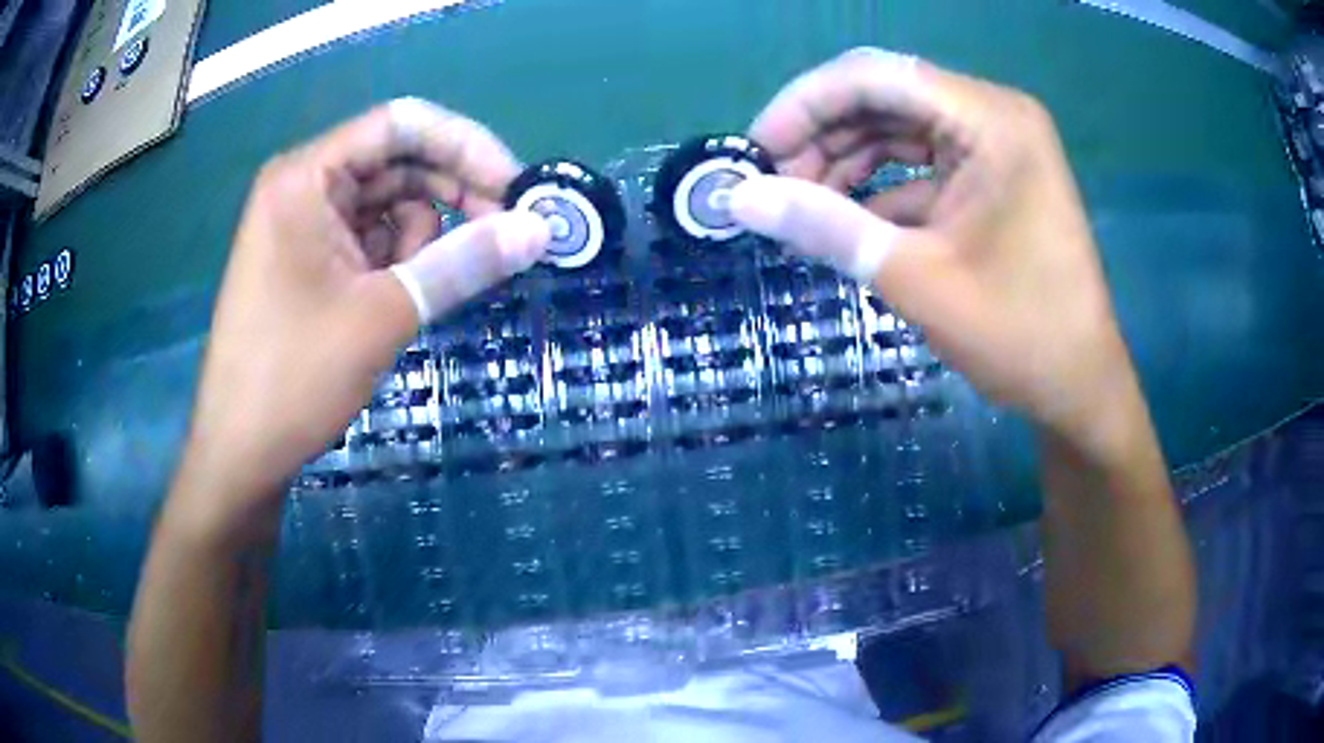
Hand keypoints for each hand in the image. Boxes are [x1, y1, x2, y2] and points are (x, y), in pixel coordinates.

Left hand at [174, 99, 548, 534]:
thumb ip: (464, 262)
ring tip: (420, 293)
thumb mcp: (385, 315)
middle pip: (397, 162)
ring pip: (388, 205)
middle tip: (503, 237)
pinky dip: (399, 262)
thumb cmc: (295, 377)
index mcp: (306, 176)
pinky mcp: (308, 262)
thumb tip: (540, 229)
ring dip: (422, 239)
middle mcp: (303, 187)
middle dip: (451, 195)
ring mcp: (303, 226)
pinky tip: (399, 302)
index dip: (465, 146)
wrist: (240, 453)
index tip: (515, 189)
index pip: (401, 125)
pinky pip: (370, 240)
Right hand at [728, 49, 1136, 454]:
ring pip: (897, 128)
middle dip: (822, 136)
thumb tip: (738, 199)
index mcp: (991, 121)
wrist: (1080, 387)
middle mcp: (994, 116)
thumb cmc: (1018, 335)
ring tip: (802, 205)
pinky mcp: (992, 178)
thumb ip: (825, 227)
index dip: (805, 105)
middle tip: (774, 186)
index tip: (756, 153)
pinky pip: (920, 164)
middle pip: (885, 97)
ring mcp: (995, 146)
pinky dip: (878, 188)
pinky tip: (845, 221)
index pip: (876, 76)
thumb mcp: (916, 279)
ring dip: (845, 161)